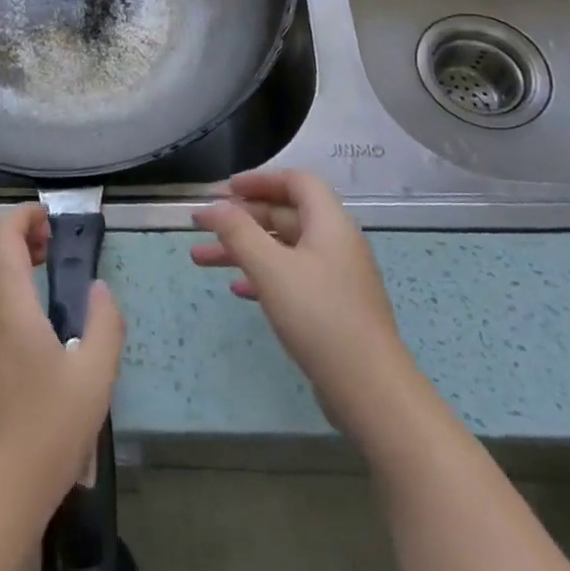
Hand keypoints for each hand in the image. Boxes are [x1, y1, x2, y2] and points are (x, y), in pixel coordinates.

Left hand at [0, 203, 123, 529]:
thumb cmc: (44, 437)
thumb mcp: (95, 381)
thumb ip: (104, 324)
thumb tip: (99, 289)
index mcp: (6, 306)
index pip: (0, 235)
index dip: (23, 216)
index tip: (50, 221)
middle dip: (6, 230)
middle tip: (43, 247)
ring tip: (34, 277)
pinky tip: (16, 317)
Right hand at [192, 170, 417, 444]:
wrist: (370, 390)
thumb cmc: (319, 316)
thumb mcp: (271, 268)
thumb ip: (238, 232)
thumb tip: (213, 206)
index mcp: (330, 224)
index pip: (297, 182)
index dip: (260, 180)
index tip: (225, 189)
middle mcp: (336, 244)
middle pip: (285, 215)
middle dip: (241, 218)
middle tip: (202, 226)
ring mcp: (336, 278)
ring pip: (283, 249)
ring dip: (243, 249)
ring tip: (199, 259)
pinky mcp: (333, 309)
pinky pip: (291, 278)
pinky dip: (262, 276)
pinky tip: (237, 289)